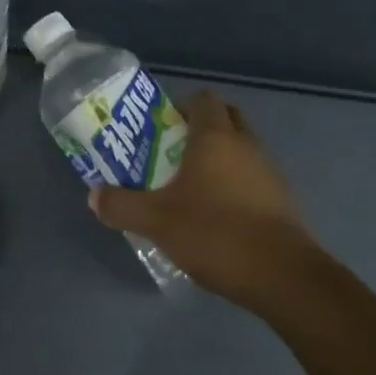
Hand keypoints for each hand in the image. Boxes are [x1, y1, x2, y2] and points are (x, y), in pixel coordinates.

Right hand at [88, 91, 322, 308]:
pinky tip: (214, 216)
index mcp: (216, 138)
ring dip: (218, 160)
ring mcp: (269, 172)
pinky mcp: (281, 201)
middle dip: (199, 130)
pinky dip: (234, 186)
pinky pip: (252, 179)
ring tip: (187, 188)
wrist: (281, 275)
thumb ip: (121, 206)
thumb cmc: (214, 233)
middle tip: (170, 153)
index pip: (203, 99)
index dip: (180, 106)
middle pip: (225, 120)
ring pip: (241, 150)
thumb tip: (94, 196)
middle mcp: (247, 145)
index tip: (159, 128)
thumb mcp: (156, 221)